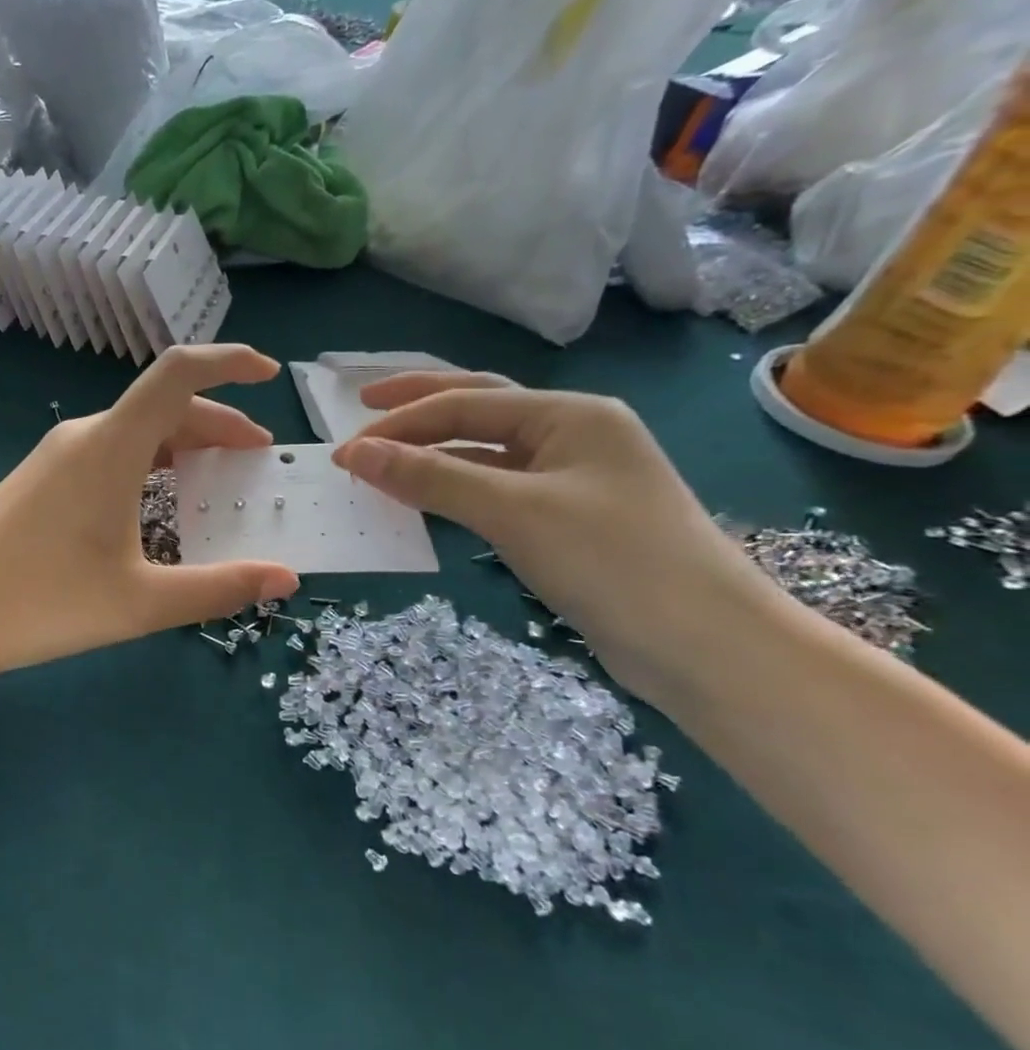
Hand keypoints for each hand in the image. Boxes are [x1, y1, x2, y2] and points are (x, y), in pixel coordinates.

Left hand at [0, 345, 300, 682]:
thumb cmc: (41, 603)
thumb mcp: (140, 602)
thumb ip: (218, 588)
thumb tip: (287, 578)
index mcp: (111, 446)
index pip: (178, 373)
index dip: (228, 361)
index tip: (269, 375)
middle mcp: (83, 437)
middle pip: (162, 407)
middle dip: (217, 424)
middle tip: (256, 459)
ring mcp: (55, 457)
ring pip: (134, 433)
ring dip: (181, 447)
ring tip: (216, 481)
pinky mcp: (38, 480)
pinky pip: (107, 454)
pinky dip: (147, 465)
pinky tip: (156, 506)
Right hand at [331, 371, 772, 699]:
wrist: (706, 646)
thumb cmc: (613, 561)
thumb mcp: (513, 512)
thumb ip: (431, 477)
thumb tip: (355, 453)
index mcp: (570, 415)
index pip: (466, 403)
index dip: (399, 423)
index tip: (343, 450)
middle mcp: (573, 435)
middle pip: (479, 407)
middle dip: (417, 407)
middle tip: (360, 408)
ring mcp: (572, 479)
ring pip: (486, 452)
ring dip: (433, 451)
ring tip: (383, 458)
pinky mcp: (567, 521)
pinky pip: (496, 490)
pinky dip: (454, 488)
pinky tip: (427, 499)